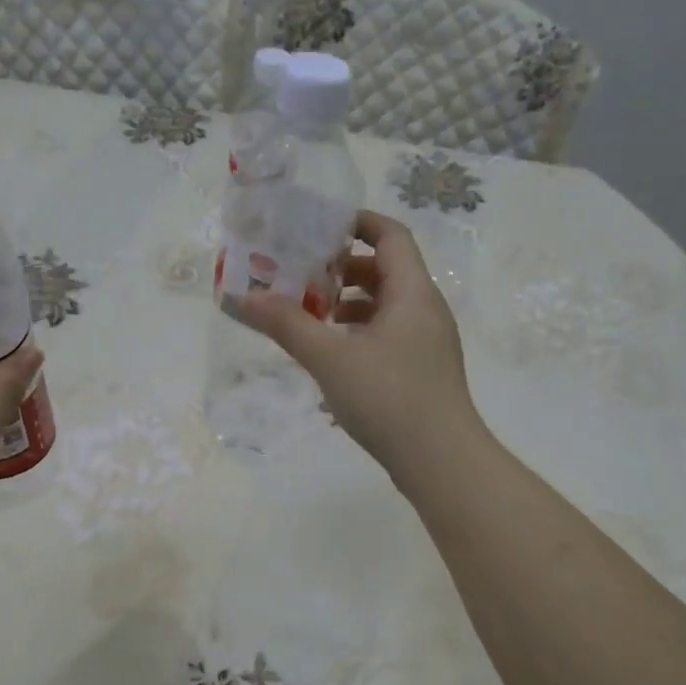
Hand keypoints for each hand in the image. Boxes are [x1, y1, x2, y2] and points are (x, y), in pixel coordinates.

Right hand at [237, 210, 482, 479]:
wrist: (441, 462)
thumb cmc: (389, 398)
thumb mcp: (330, 358)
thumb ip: (287, 325)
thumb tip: (244, 299)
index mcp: (413, 292)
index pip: (391, 235)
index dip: (357, 223)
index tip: (318, 226)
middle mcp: (426, 310)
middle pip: (387, 270)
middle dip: (343, 269)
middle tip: (304, 277)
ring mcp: (428, 344)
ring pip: (387, 307)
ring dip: (350, 306)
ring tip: (312, 318)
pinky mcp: (423, 372)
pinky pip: (389, 337)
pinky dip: (360, 335)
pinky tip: (332, 359)